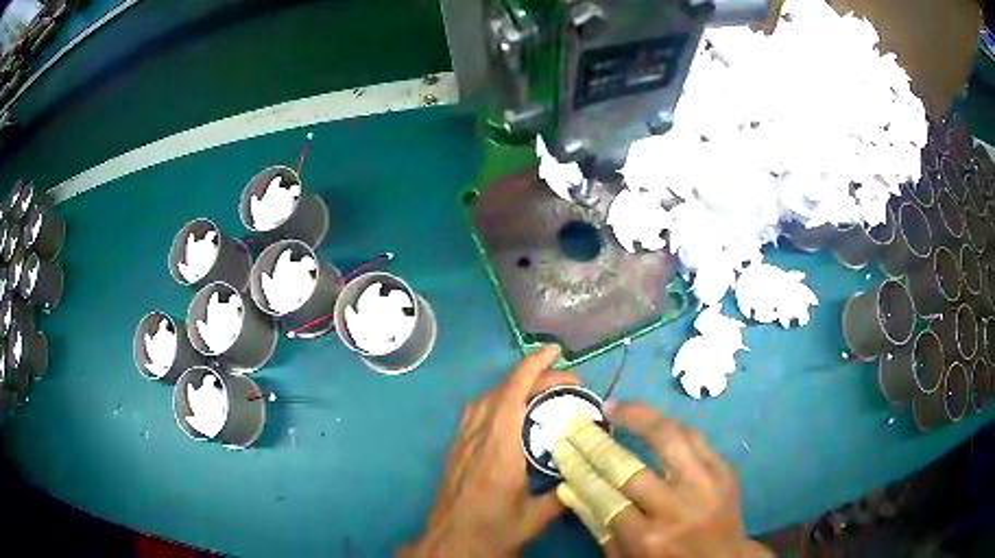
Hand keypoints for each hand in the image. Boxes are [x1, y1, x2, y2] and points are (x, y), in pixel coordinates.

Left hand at [400, 345, 577, 556]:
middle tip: (568, 382)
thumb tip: (587, 474)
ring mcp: (462, 442)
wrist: (447, 544)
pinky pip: (476, 411)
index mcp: (498, 450)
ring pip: (484, 397)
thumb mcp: (533, 519)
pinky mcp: (456, 449)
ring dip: (513, 384)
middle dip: (534, 375)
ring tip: (543, 389)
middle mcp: (477, 438)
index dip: (533, 366)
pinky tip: (513, 411)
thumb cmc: (489, 532)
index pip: (512, 394)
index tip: (555, 350)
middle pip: (501, 391)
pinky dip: (498, 399)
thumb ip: (563, 496)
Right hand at [554, 403, 769, 557]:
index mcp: (647, 537)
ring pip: (668, 438)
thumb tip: (568, 487)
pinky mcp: (724, 469)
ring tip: (616, 407)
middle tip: (578, 423)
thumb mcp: (626, 556)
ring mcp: (705, 484)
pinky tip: (650, 420)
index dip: (579, 468)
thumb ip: (597, 523)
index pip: (603, 496)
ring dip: (638, 417)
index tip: (562, 447)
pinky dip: (668, 426)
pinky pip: (693, 437)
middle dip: (597, 442)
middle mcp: (675, 508)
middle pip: (629, 468)